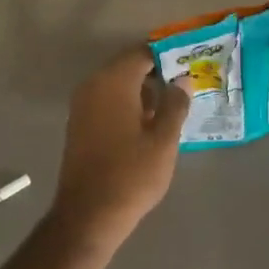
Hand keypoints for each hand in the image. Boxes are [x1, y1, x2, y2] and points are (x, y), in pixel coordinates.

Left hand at [50, 47, 189, 252]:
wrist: (88, 215)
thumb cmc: (131, 174)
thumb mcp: (164, 140)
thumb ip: (175, 104)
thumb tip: (182, 79)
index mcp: (114, 82)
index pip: (142, 53)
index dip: (167, 56)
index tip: (189, 64)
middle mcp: (93, 85)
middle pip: (128, 67)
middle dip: (156, 73)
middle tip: (185, 86)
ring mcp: (82, 105)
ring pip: (117, 85)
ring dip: (142, 91)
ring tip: (172, 106)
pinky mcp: (79, 124)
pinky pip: (107, 101)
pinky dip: (127, 104)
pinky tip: (148, 123)